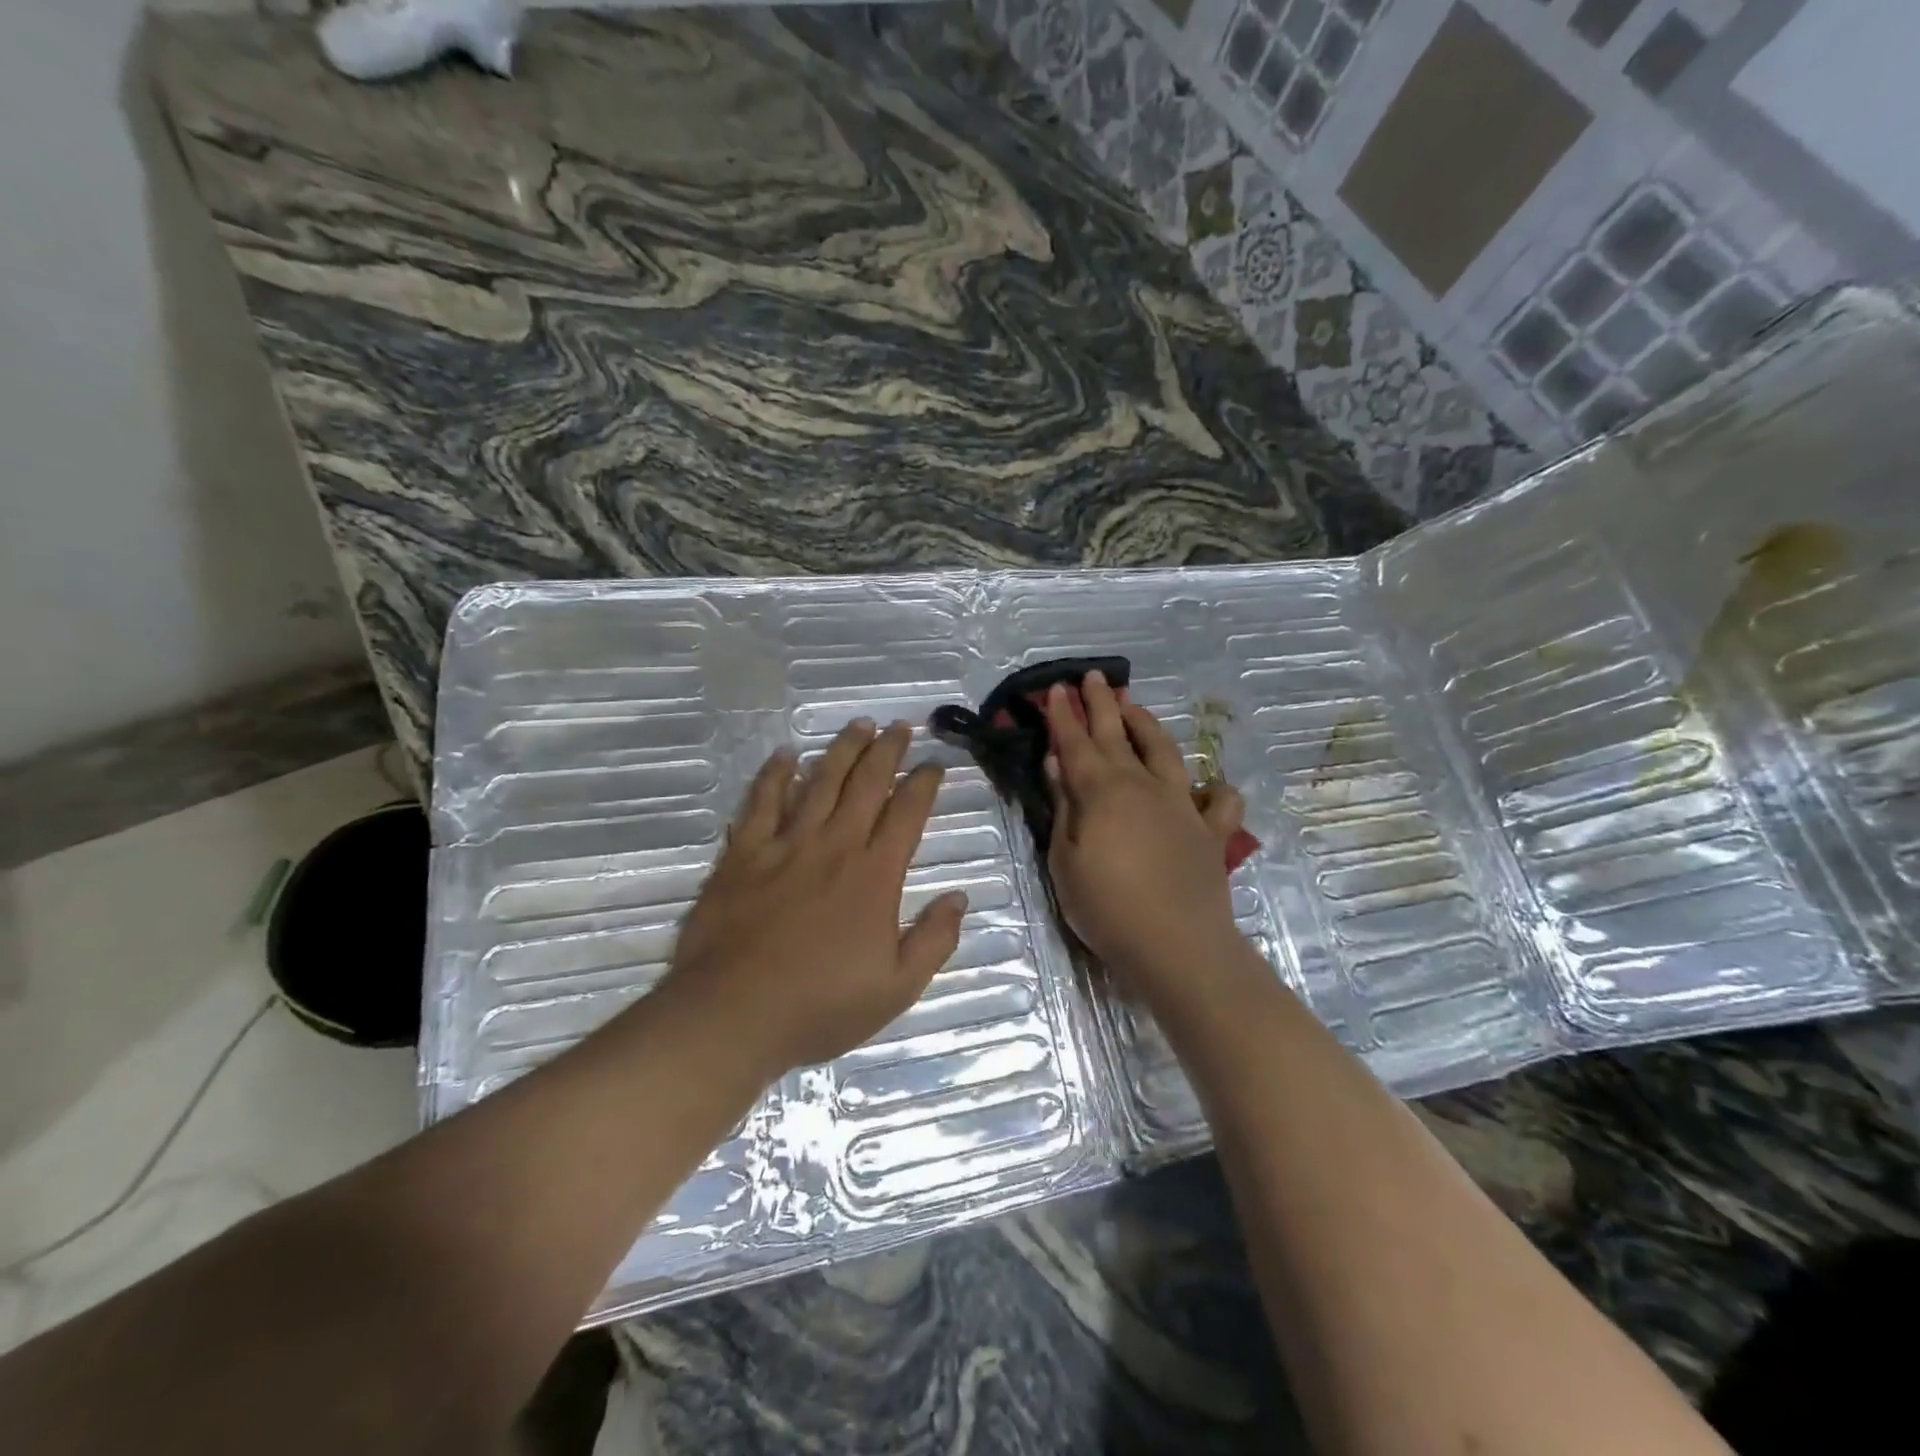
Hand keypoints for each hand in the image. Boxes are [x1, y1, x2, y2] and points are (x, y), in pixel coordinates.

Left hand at [660, 720, 967, 1080]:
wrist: (732, 1015)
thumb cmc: (820, 1006)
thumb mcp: (897, 988)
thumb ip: (934, 940)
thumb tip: (959, 898)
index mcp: (874, 875)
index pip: (907, 813)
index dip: (924, 783)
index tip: (935, 764)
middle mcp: (834, 846)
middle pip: (866, 783)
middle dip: (887, 750)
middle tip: (900, 726)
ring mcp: (785, 845)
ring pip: (819, 782)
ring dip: (842, 750)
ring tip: (858, 725)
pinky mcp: (743, 854)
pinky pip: (761, 802)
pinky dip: (775, 775)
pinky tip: (785, 756)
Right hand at [1043, 671, 1248, 1001]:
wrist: (1177, 945)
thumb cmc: (1107, 908)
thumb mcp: (1065, 861)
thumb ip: (1064, 806)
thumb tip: (1059, 762)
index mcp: (1102, 792)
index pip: (1076, 743)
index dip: (1063, 716)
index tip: (1056, 689)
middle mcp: (1142, 786)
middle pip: (1117, 735)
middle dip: (1101, 704)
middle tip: (1092, 678)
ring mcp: (1182, 806)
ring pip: (1164, 752)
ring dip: (1147, 725)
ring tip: (1135, 706)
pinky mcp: (1210, 832)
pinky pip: (1219, 802)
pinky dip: (1215, 790)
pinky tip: (1210, 786)